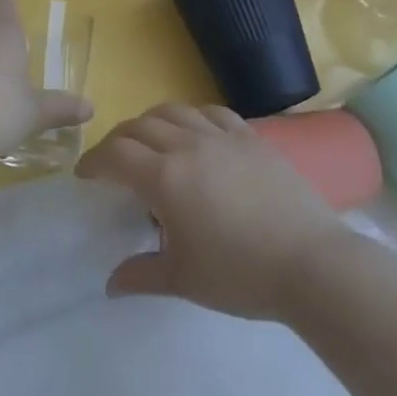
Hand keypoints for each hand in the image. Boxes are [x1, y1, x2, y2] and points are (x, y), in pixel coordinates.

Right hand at [76, 103, 344, 320]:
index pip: (116, 154)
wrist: (311, 262)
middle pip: (140, 126)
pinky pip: (212, 112)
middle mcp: (189, 146)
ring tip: (150, 142)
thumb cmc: (241, 274)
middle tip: (113, 162)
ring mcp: (223, 137)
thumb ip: (142, 274)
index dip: (94, 161)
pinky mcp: (251, 137)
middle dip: (118, 140)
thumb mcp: (183, 280)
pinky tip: (194, 134)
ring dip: (151, 122)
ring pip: (174, 110)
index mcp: (166, 178)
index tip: (85, 175)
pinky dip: (191, 117)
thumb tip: (111, 284)